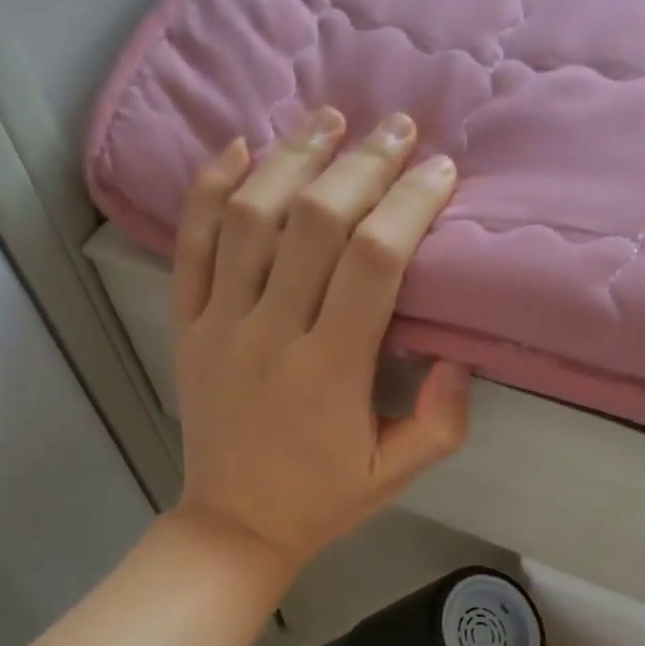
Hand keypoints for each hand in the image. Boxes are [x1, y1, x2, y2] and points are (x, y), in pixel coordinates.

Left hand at [169, 108, 472, 574]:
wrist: (235, 524)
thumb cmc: (323, 500)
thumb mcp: (395, 474)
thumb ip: (440, 421)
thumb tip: (458, 353)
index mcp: (330, 371)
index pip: (373, 261)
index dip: (409, 204)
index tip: (438, 172)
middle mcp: (271, 334)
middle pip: (314, 221)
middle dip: (361, 163)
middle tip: (395, 127)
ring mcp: (219, 325)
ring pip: (249, 217)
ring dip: (291, 158)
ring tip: (328, 121)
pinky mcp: (186, 326)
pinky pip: (189, 244)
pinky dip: (209, 189)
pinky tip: (240, 149)